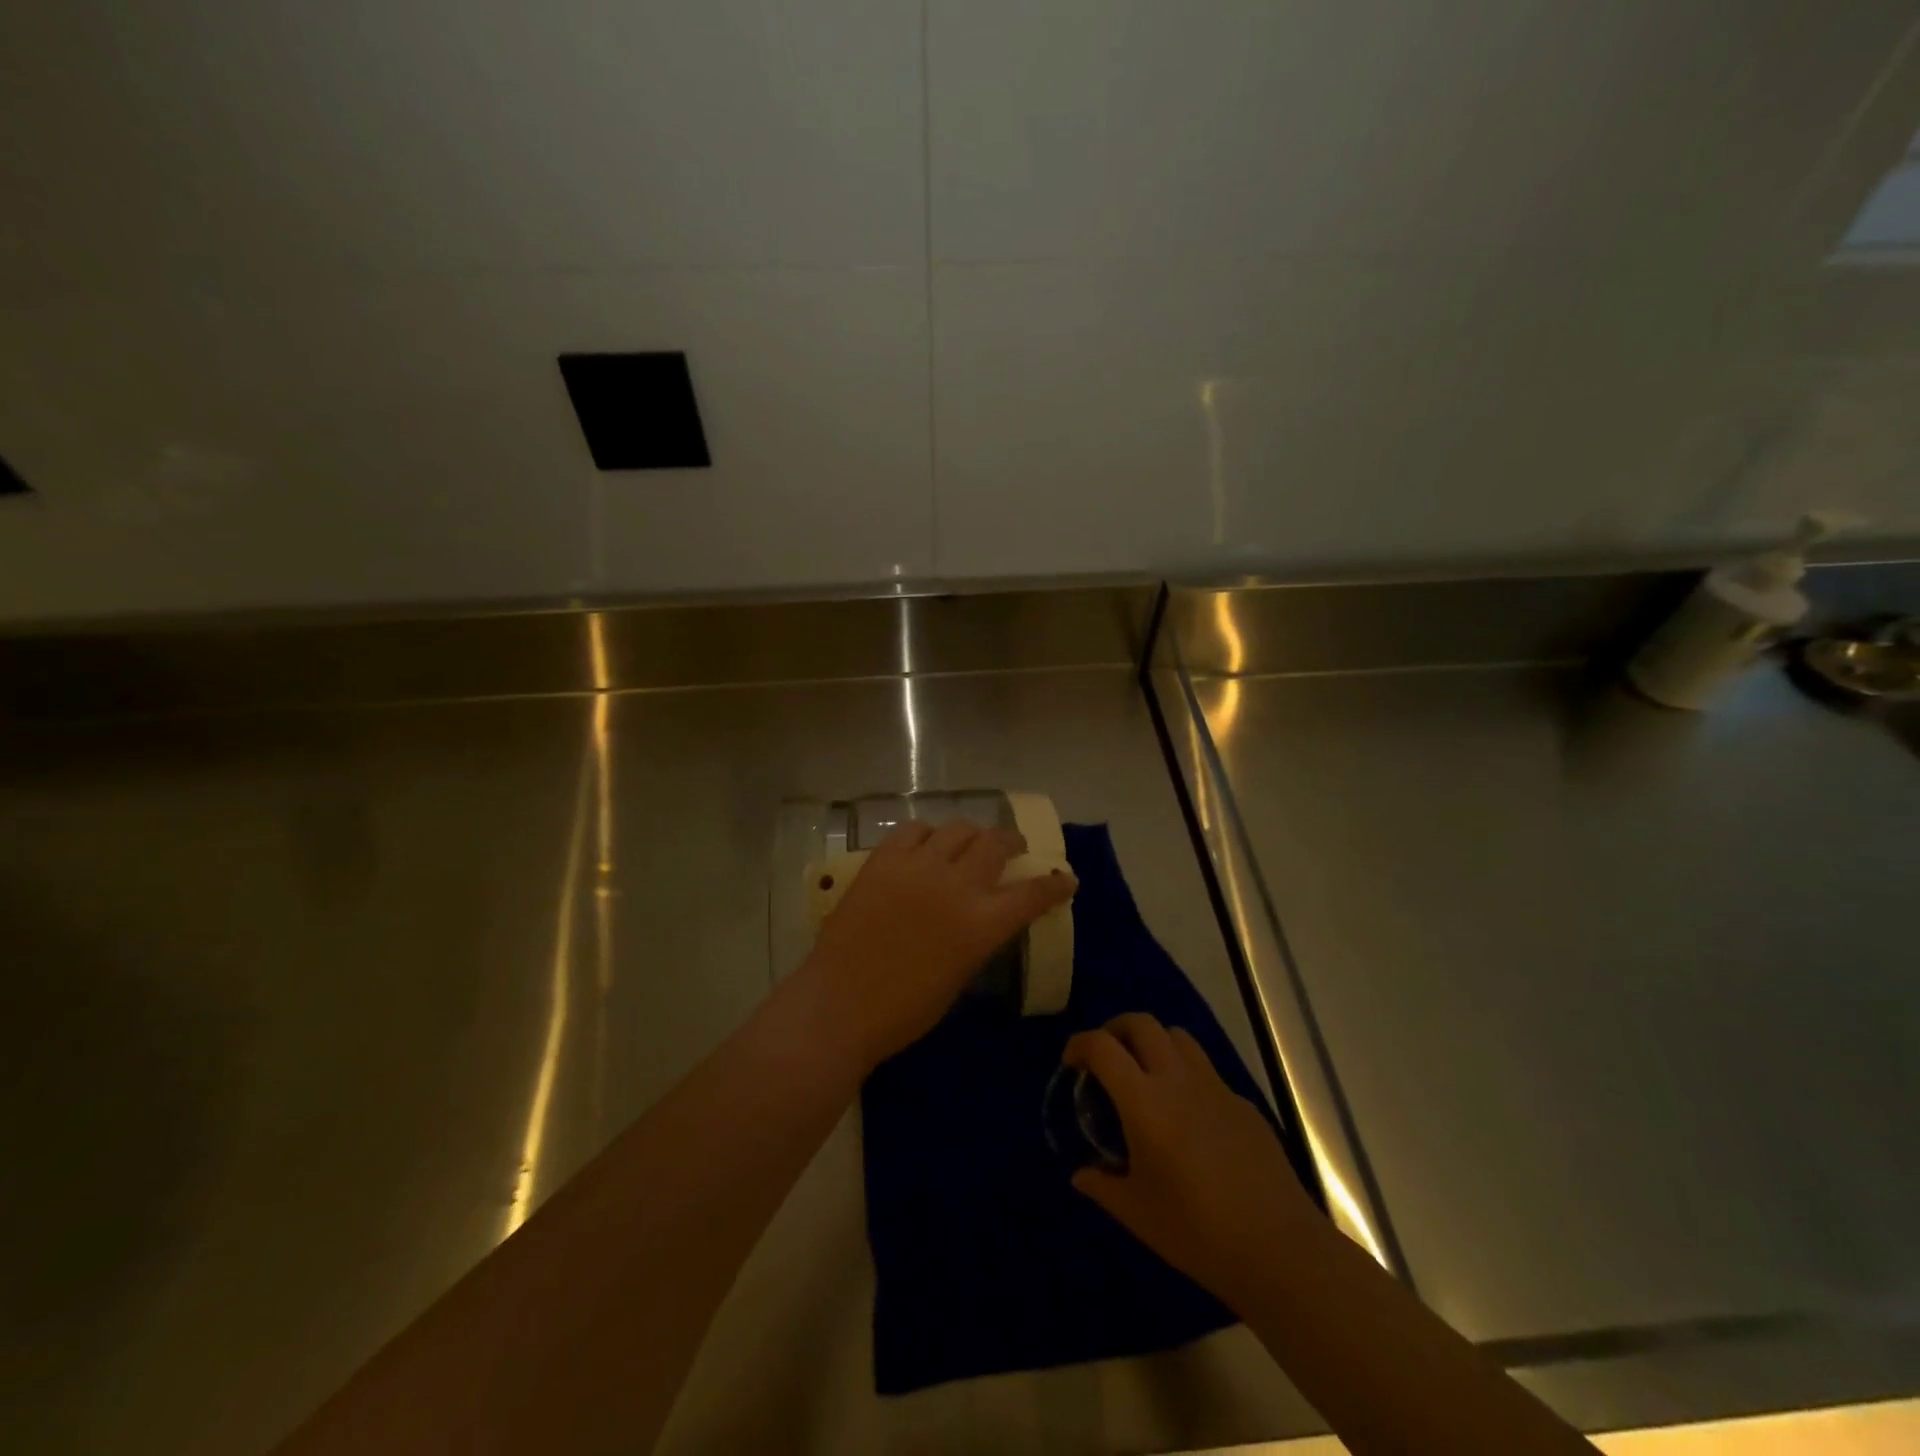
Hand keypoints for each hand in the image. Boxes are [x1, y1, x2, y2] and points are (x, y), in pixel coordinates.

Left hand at [800, 820, 1075, 1070]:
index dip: (1055, 884)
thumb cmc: (904, 1010)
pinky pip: (914, 830)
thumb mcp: (959, 977)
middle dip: (1013, 842)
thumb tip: (987, 917)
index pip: (1033, 893)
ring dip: (972, 834)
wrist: (839, 1004)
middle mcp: (956, 885)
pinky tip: (926, 846)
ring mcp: (917, 866)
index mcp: (981, 924)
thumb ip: (979, 938)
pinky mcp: (884, 859)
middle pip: (996, 843)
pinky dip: (928, 835)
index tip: (1067, 878)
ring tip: (970, 842)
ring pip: (958, 828)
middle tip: (1014, 848)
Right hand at [1064, 1013, 1314, 1308]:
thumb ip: (1103, 1186)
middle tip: (1105, 1057)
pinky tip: (1187, 1115)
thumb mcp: (1138, 1214)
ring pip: (1178, 1036)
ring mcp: (1215, 1087)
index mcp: (1145, 1101)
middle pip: (1142, 1023)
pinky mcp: (1243, 1103)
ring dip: (1153, 1042)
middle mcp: (1178, 1079)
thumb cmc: (1198, 1232)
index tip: (1071, 1062)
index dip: (1080, 1044)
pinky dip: (1185, 1073)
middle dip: (1115, 1029)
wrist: (1279, 1249)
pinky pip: (1206, 1070)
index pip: (1103, 1046)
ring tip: (1144, 1073)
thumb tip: (1080, 1175)